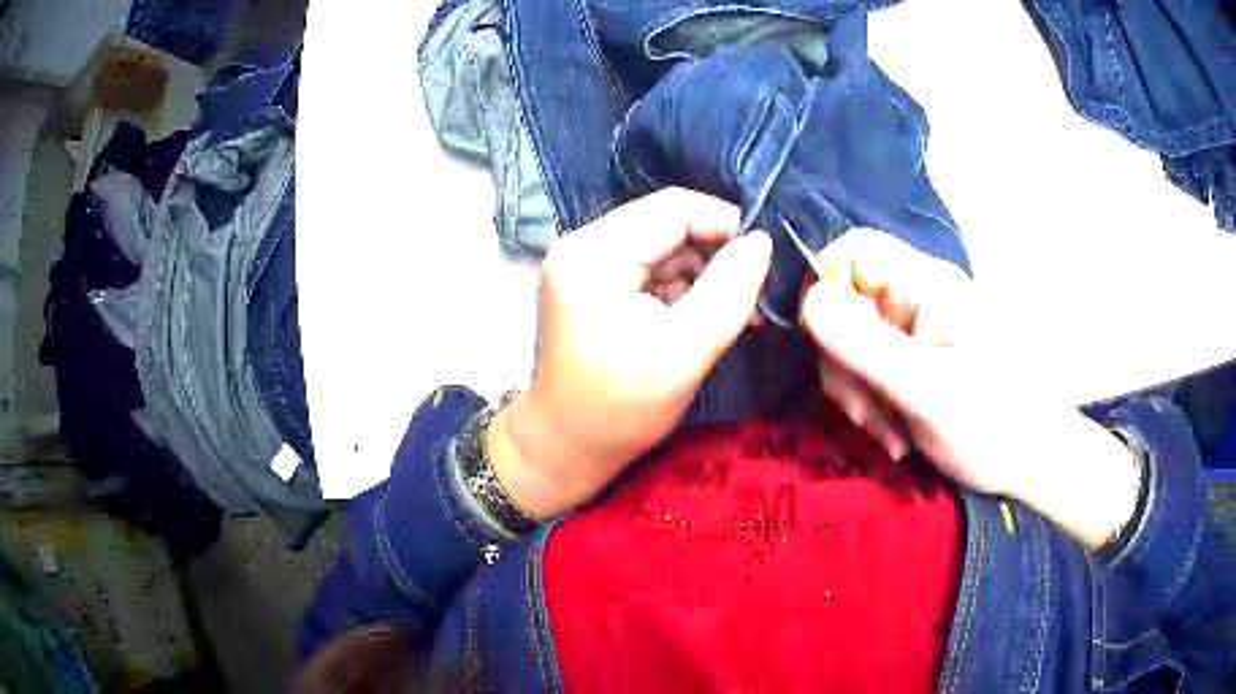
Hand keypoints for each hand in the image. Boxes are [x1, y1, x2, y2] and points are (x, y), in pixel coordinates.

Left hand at [489, 189, 771, 518]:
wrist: (564, 449)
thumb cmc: (620, 409)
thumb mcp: (686, 349)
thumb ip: (730, 289)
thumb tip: (762, 241)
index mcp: (594, 252)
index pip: (673, 207)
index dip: (725, 224)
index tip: (764, 261)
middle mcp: (582, 244)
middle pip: (666, 223)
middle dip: (715, 254)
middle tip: (753, 293)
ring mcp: (584, 264)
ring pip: (662, 246)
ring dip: (701, 273)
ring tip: (736, 312)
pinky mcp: (592, 285)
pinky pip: (648, 269)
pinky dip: (681, 287)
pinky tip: (705, 316)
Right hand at [800, 229, 1138, 548]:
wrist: (1032, 462)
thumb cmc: (993, 423)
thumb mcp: (928, 391)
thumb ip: (867, 347)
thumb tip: (807, 301)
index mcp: (924, 285)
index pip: (854, 251)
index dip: (825, 286)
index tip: (825, 345)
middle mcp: (915, 299)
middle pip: (844, 305)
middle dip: (843, 363)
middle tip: (866, 415)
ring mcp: (914, 332)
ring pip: (850, 344)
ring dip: (856, 393)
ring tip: (888, 434)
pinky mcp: (913, 363)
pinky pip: (868, 371)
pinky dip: (870, 405)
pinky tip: (894, 436)